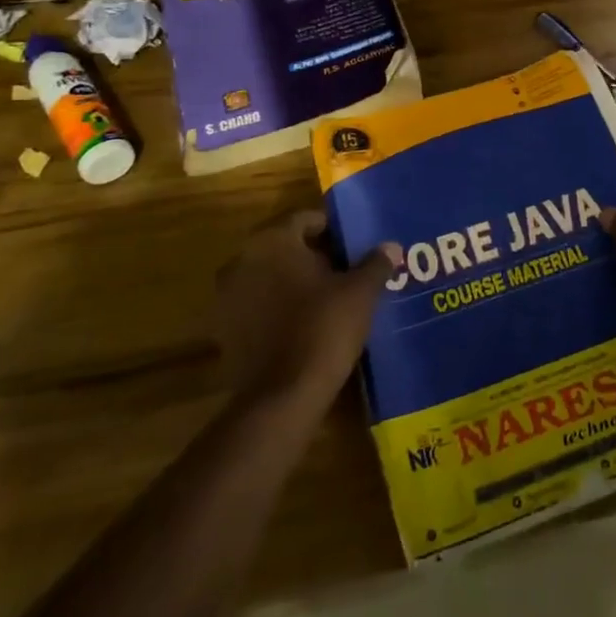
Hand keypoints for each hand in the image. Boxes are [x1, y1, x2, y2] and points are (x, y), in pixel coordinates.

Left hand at [212, 210, 400, 405]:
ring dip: (294, 282)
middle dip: (314, 256)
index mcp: (272, 241)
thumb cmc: (324, 328)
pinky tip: (305, 323)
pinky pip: (258, 305)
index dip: (333, 230)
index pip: (305, 219)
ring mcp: (228, 296)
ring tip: (328, 298)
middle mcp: (242, 260)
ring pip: (270, 276)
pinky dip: (278, 308)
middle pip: (285, 247)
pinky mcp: (224, 330)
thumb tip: (390, 247)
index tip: (354, 246)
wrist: (282, 396)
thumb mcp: (360, 292)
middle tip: (345, 270)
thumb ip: (375, 263)